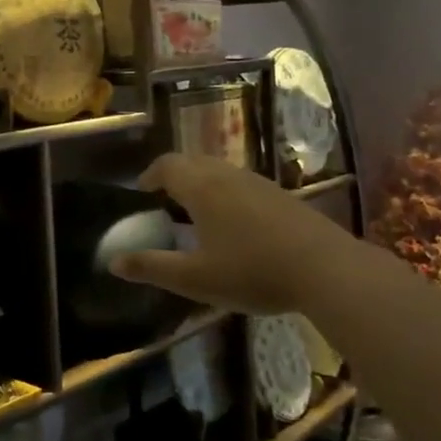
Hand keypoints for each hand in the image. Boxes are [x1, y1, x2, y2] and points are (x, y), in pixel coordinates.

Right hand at [108, 154, 351, 314]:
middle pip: (193, 161)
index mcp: (201, 188)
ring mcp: (258, 182)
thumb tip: (114, 262)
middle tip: (165, 201)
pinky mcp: (281, 195)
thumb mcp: (195, 278)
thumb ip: (153, 268)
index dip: (150, 175)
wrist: (326, 269)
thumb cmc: (252, 272)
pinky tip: (235, 224)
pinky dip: (226, 192)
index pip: (167, 165)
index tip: (142, 193)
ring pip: (219, 170)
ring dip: (201, 183)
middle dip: (174, 176)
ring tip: (196, 213)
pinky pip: (241, 182)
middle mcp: (227, 175)